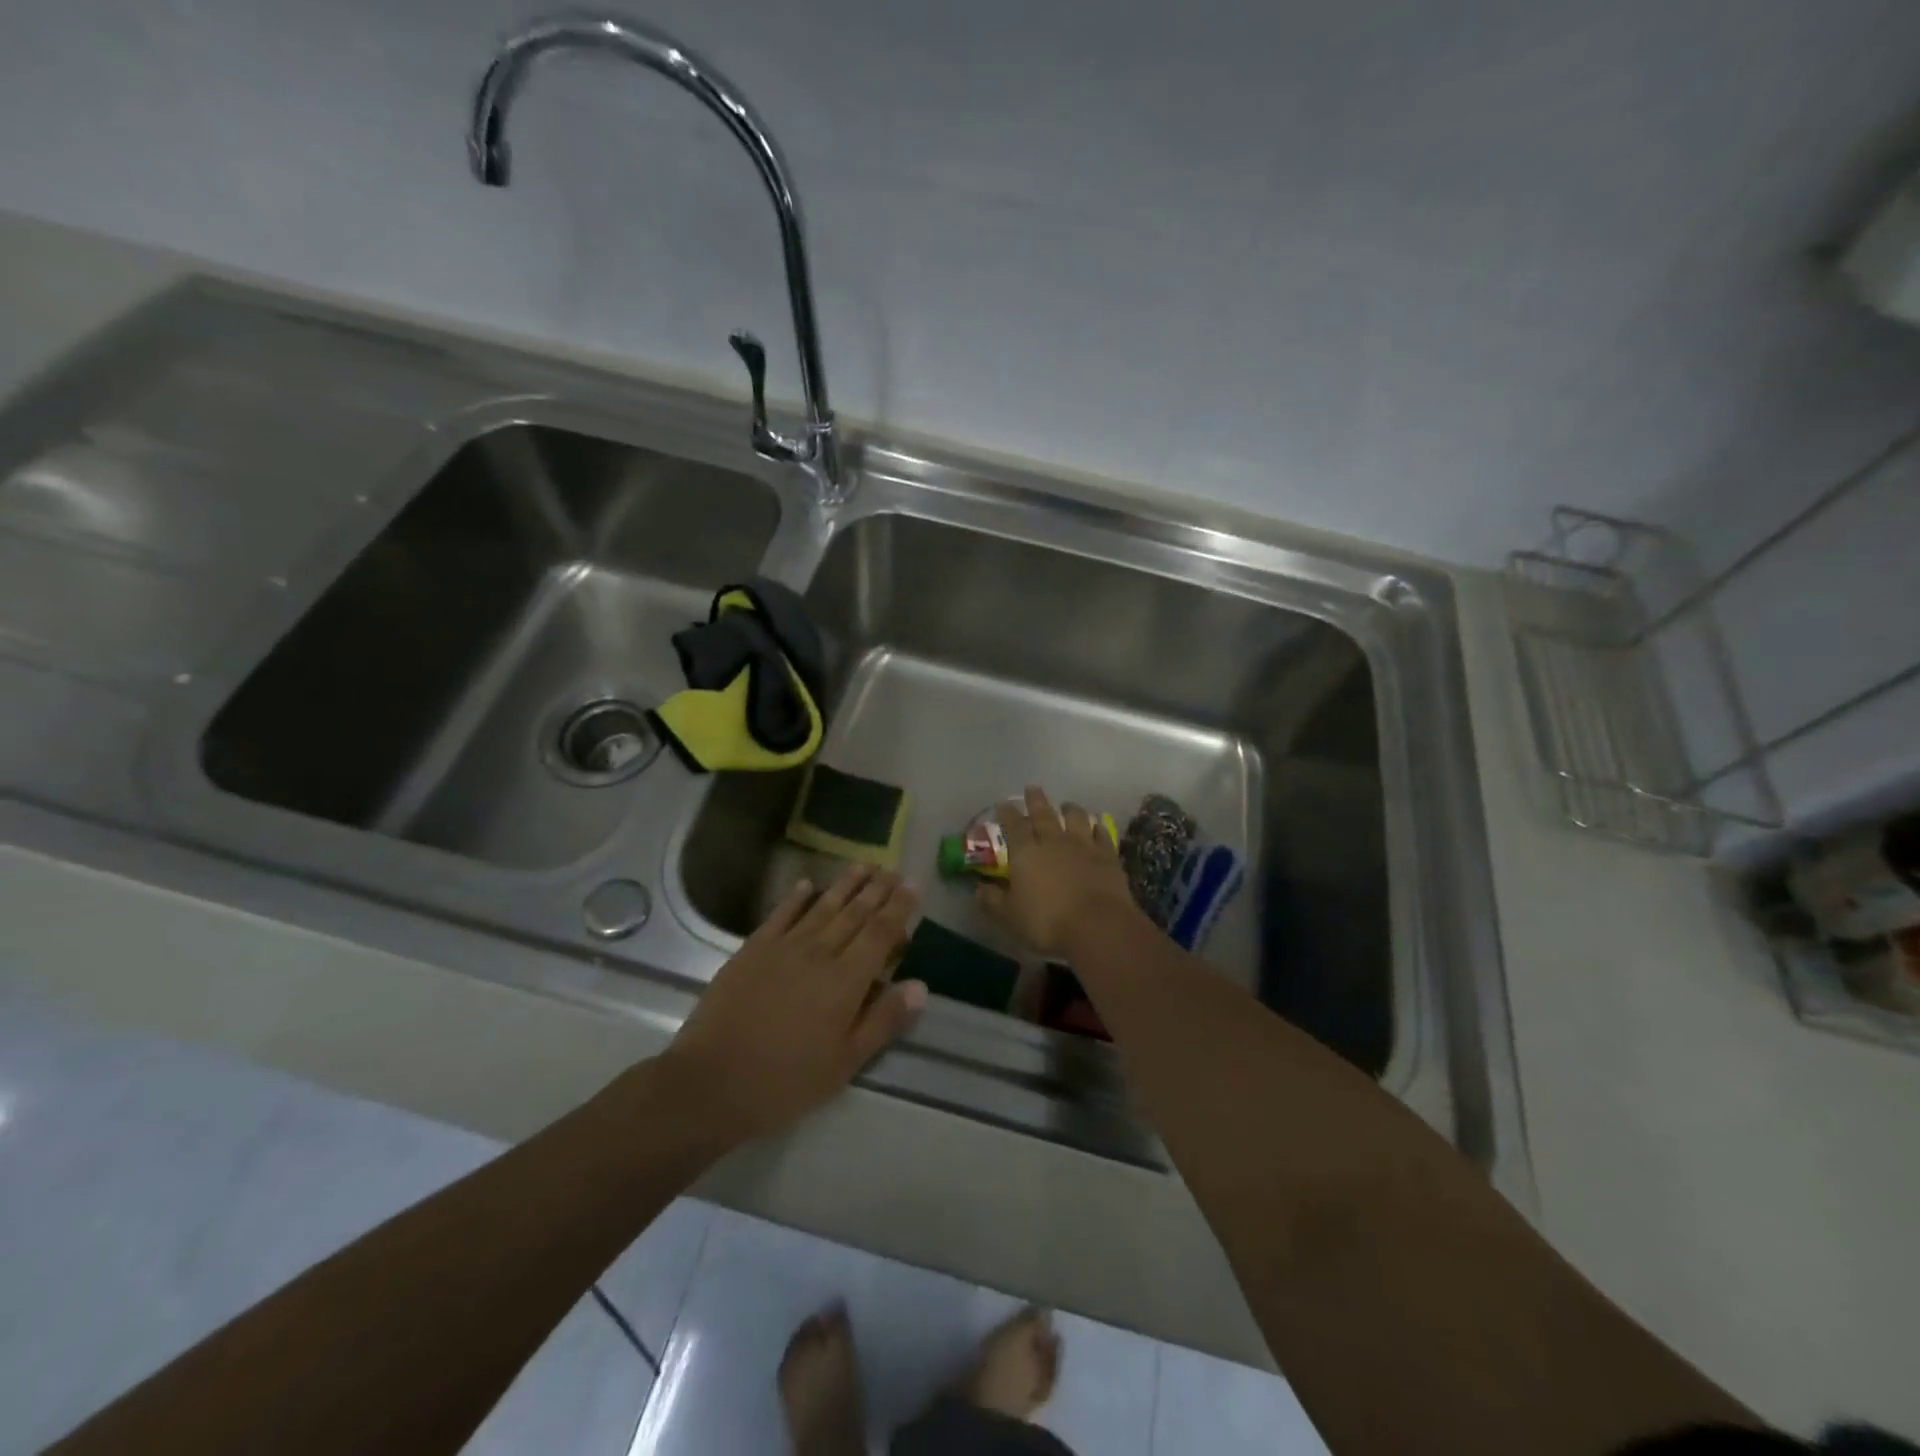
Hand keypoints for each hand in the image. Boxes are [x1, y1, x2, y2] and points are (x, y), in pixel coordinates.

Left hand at [662, 864, 925, 1142]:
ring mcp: (783, 947)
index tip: (914, 883)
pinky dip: (796, 897)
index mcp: (846, 981)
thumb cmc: (785, 1081)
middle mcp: (819, 953)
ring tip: (864, 864)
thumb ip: (883, 1021)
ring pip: (822, 906)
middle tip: (894, 868)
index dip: (899, 907)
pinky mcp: (753, 949)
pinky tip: (807, 884)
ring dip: (845, 884)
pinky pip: (781, 914)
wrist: (711, 1081)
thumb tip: (921, 985)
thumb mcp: (844, 1064)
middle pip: (854, 913)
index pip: (880, 933)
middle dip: (877, 889)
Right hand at [976, 786, 1137, 955]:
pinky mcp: (1107, 855)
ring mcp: (1083, 845)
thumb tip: (979, 889)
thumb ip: (992, 900)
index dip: (1007, 813)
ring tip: (1066, 805)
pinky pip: (1102, 834)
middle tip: (1032, 788)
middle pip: (1043, 814)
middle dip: (1036, 799)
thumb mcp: (1009, 916)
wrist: (1097, 925)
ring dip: (1070, 809)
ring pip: (1076, 817)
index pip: (1013, 825)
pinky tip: (1097, 826)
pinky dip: (1097, 827)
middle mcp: (1053, 841)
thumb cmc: (1047, 922)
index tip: (1003, 803)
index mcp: (1025, 852)